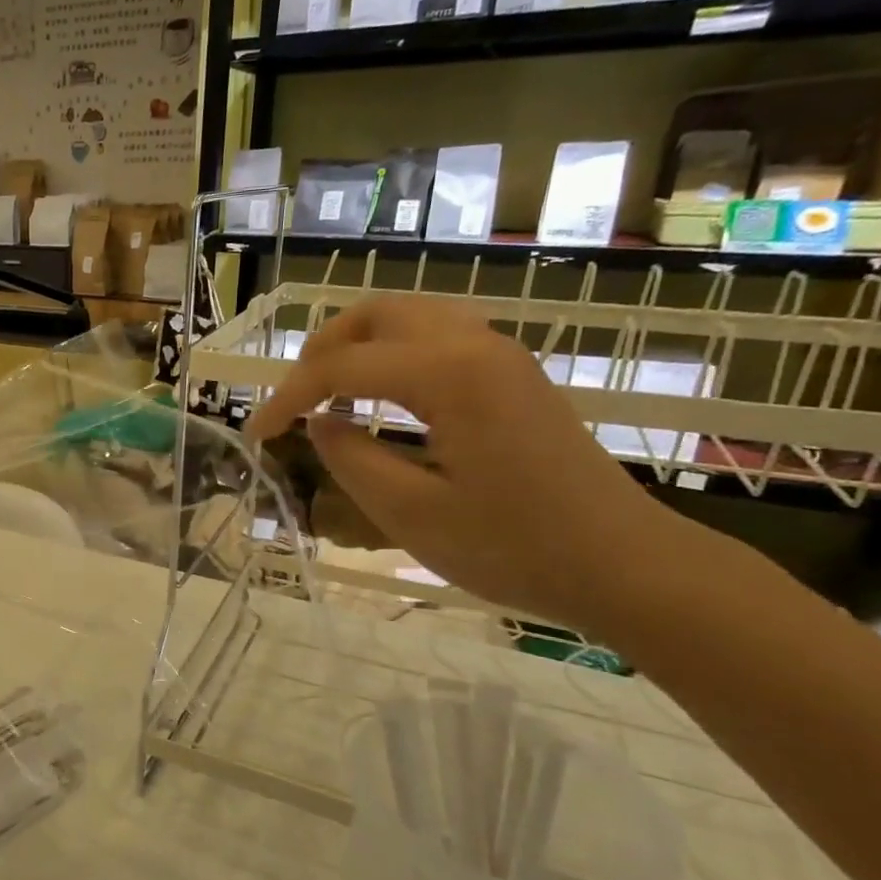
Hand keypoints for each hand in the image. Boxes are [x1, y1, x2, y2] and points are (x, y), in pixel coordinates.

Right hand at [247, 294, 688, 634]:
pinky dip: (391, 355)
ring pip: (408, 318)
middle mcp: (474, 345)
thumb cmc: (514, 546)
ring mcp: (500, 355)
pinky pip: (436, 338)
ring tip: (326, 395)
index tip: (256, 435)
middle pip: (375, 314)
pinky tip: (379, 399)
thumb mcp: (410, 513)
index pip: (341, 366)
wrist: (625, 564)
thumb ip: (350, 459)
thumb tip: (319, 424)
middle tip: (293, 400)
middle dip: (320, 350)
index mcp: (447, 374)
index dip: (287, 397)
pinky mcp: (513, 375)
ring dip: (356, 347)